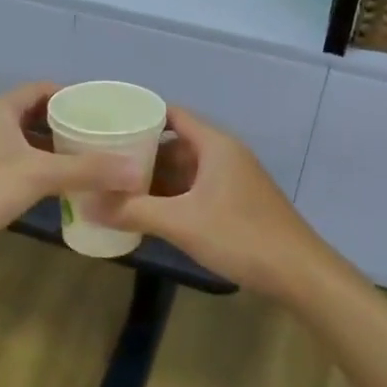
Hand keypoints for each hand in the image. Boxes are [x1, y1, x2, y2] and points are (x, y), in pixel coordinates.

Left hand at [0, 82, 142, 279]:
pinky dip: (47, 173)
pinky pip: (25, 169)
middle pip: (37, 115)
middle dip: (69, 123)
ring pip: (31, 144)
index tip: (104, 107)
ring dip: (59, 150)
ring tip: (97, 158)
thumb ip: (89, 170)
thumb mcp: (40, 174)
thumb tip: (136, 172)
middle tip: (106, 134)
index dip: (72, 94)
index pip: (41, 89)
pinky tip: (71, 187)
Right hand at [89, 107, 330, 299]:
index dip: (139, 115)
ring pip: (184, 169)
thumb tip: (86, 204)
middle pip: (175, 142)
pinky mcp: (236, 202)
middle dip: (140, 152)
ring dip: (155, 177)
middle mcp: (224, 154)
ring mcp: (232, 179)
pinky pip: (195, 188)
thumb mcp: (181, 223)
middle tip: (102, 161)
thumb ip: (133, 211)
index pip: (171, 114)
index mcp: (214, 144)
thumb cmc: (241, 236)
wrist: (299, 273)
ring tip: (116, 187)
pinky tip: (148, 211)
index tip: (105, 124)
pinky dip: (172, 195)